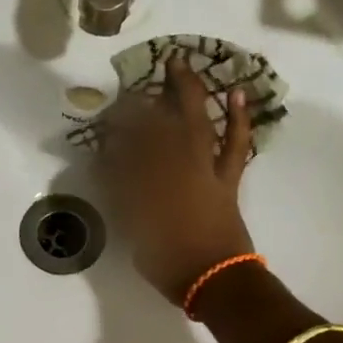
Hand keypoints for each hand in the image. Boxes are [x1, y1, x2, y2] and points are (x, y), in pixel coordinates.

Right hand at [97, 56, 255, 305]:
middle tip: (133, 81)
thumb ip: (122, 196)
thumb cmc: (168, 263)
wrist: (215, 280)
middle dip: (143, 102)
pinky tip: (236, 93)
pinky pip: (235, 144)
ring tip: (180, 63)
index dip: (115, 128)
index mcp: (146, 183)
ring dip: (187, 92)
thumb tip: (110, 166)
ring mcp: (204, 170)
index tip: (105, 115)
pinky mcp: (226, 178)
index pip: (125, 146)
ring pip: (195, 123)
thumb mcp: (134, 230)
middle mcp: (174, 167)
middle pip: (157, 125)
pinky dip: (238, 119)